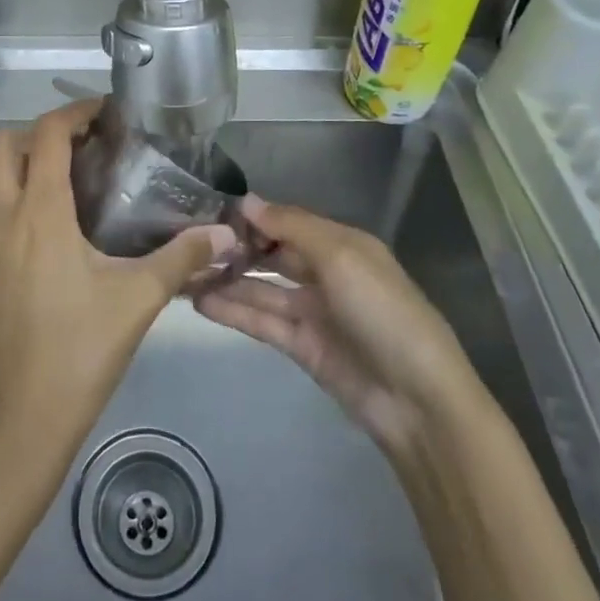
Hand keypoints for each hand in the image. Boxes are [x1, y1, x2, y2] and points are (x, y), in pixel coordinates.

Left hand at [0, 100, 231, 475]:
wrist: (23, 418)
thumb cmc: (82, 349)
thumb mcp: (139, 299)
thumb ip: (182, 258)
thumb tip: (225, 233)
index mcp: (41, 211)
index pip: (47, 135)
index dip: (74, 113)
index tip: (101, 115)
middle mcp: (0, 216)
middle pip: (3, 145)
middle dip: (38, 136)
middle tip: (76, 151)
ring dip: (6, 166)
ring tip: (43, 182)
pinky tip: (13, 231)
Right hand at [194, 196, 486, 459]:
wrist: (417, 400)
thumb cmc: (383, 311)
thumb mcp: (341, 256)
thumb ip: (291, 226)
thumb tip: (246, 200)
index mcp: (341, 244)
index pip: (287, 221)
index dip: (252, 217)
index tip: (208, 211)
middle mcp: (325, 272)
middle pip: (272, 254)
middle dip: (235, 248)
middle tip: (186, 242)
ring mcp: (312, 312)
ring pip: (261, 289)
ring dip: (226, 280)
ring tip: (182, 273)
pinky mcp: (301, 347)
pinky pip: (262, 322)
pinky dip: (233, 311)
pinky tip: (200, 302)